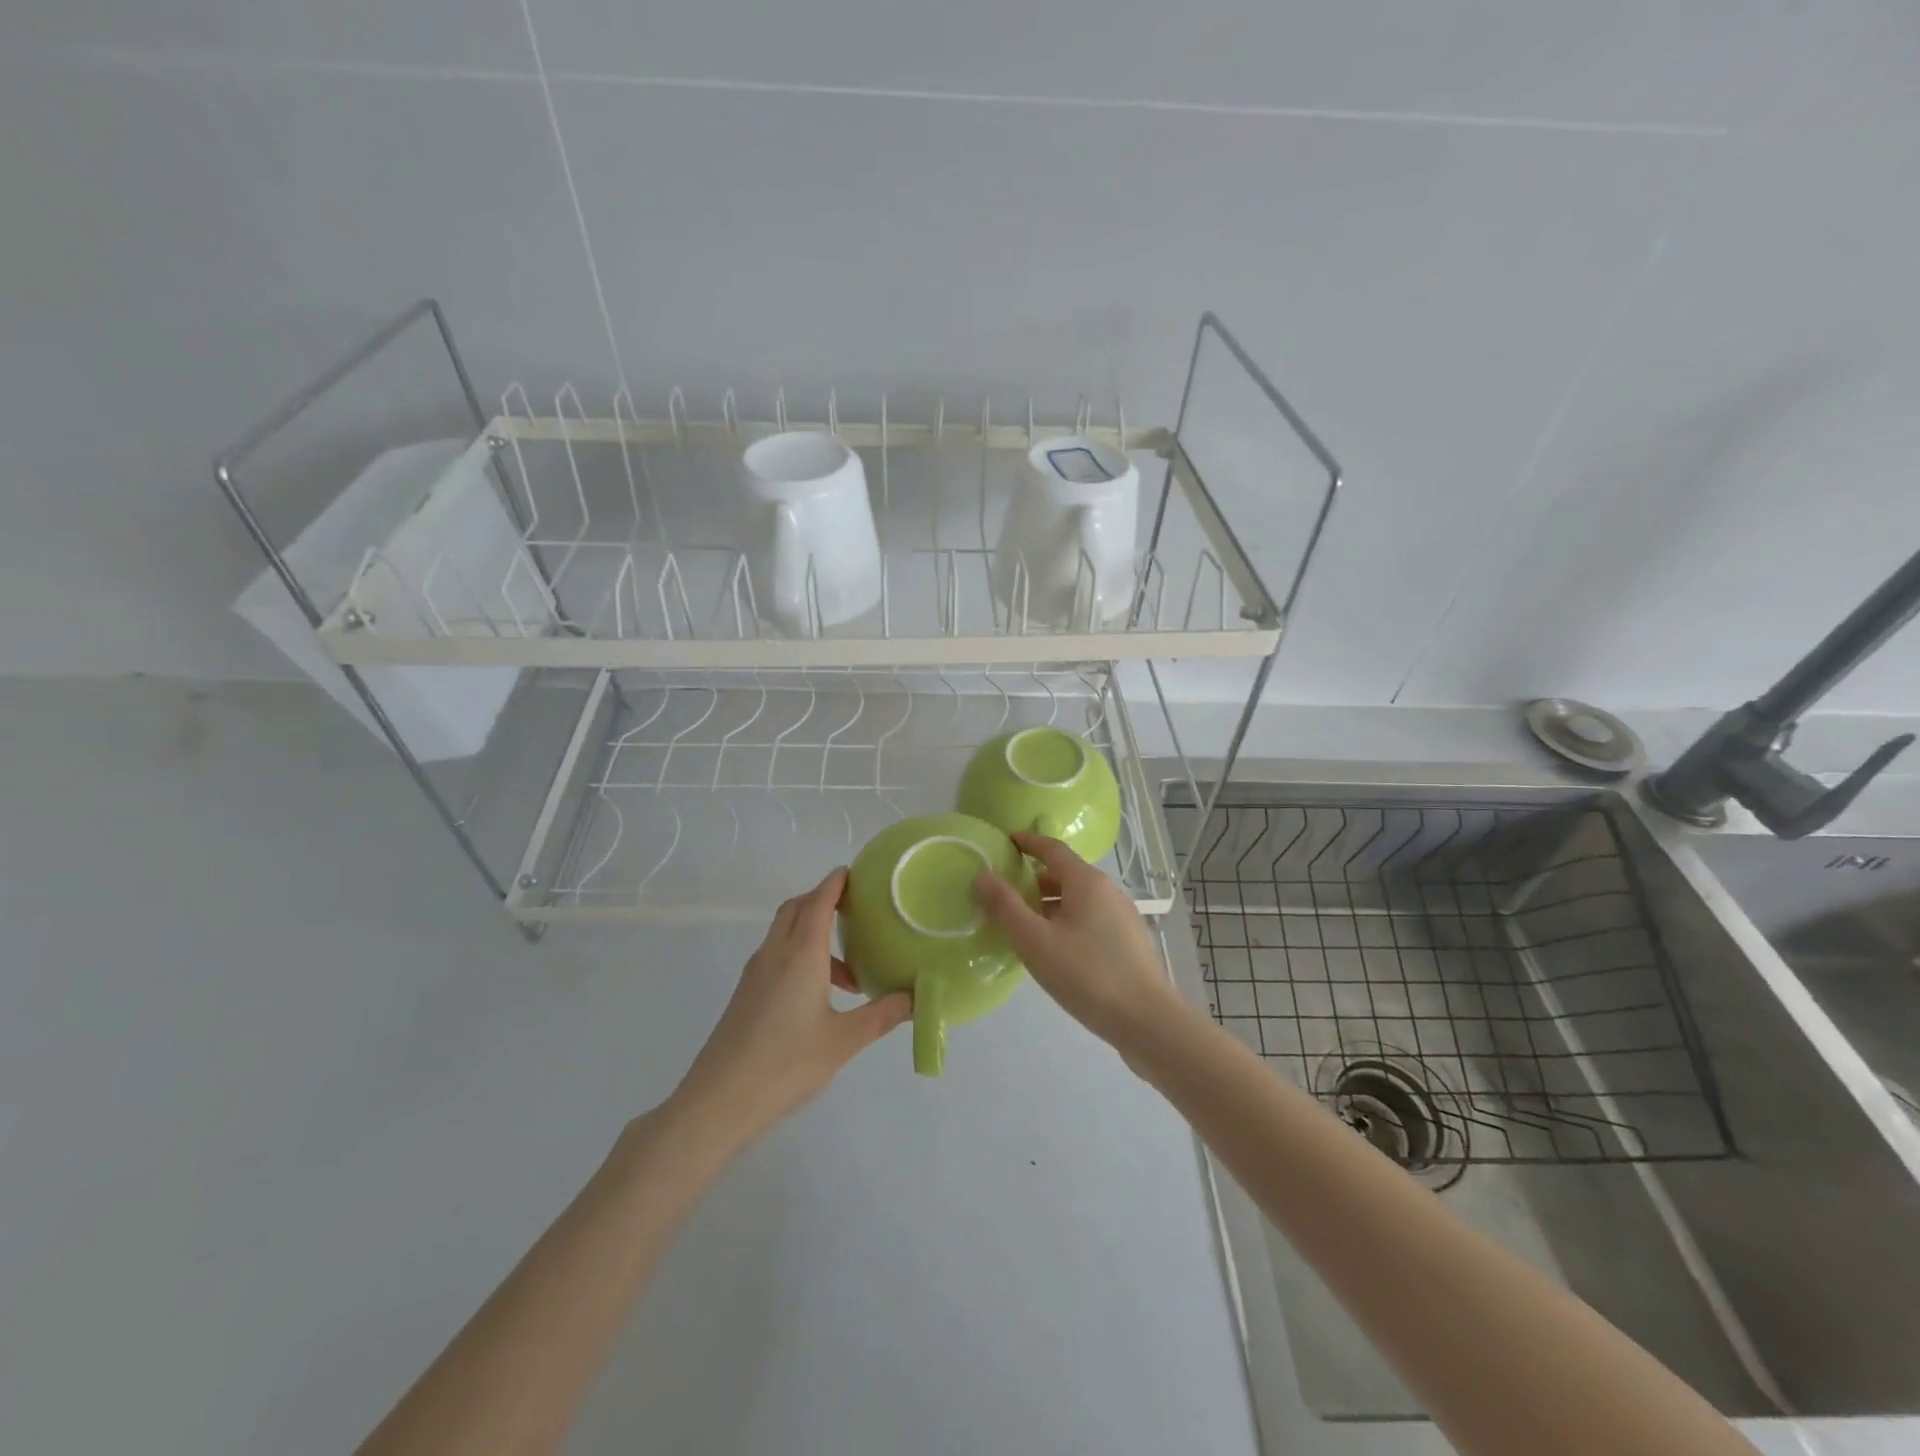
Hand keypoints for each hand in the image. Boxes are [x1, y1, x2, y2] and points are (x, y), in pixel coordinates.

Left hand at [671, 869, 910, 1148]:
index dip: (836, 882)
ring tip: (849, 970)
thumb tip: (918, 998)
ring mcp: (755, 973)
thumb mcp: (844, 1041)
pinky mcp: (746, 994)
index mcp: (800, 954)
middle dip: (823, 900)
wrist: (718, 1102)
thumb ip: (882, 1015)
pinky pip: (777, 955)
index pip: (818, 901)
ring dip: (813, 933)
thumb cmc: (785, 1065)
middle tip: (856, 911)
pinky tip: (820, 994)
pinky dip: (800, 955)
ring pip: (785, 933)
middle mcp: (775, 953)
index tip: (856, 872)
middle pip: (797, 908)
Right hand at [973, 833, 1178, 1049]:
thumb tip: (982, 875)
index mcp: (1087, 882)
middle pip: (1065, 874)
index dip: (1028, 843)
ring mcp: (1122, 917)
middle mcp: (1108, 891)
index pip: (1052, 849)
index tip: (1006, 842)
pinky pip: (1089, 919)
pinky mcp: (1128, 942)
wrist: (1147, 1021)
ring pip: (1078, 900)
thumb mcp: (1035, 942)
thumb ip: (1005, 907)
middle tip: (1005, 894)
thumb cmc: (1087, 975)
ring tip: (1024, 926)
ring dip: (1049, 905)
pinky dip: (1066, 922)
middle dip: (1034, 879)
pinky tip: (1054, 950)